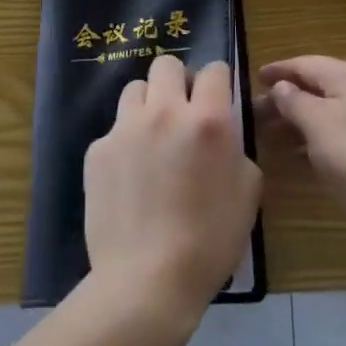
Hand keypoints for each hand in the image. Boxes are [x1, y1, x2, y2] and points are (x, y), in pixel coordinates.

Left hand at [84, 55, 261, 324]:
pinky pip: (115, 129)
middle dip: (179, 81)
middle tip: (183, 111)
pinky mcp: (98, 149)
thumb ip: (237, 150)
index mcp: (207, 120)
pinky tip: (130, 176)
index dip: (218, 80)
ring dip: (149, 105)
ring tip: (153, 138)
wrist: (146, 281)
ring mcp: (125, 128)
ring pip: (136, 90)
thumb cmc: (209, 242)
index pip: (214, 69)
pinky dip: (126, 142)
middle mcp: (164, 112)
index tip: (217, 97)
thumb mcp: (247, 194)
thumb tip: (225, 136)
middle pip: (167, 64)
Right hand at [258, 56, 345, 217]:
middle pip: (317, 86)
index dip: (279, 69)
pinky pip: (337, 132)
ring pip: (326, 111)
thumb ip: (294, 100)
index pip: (306, 63)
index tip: (254, 77)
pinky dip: (314, 137)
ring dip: (298, 119)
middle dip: (286, 97)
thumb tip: (281, 86)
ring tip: (270, 133)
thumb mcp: (316, 122)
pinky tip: (297, 154)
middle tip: (257, 111)